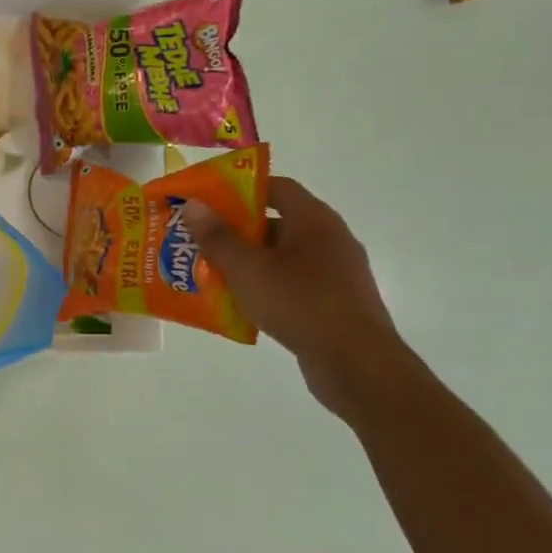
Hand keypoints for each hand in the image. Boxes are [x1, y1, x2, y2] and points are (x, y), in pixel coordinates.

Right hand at [187, 175, 411, 414]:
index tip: (207, 201)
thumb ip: (219, 237)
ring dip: (246, 261)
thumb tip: (194, 205)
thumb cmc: (301, 304)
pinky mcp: (333, 302)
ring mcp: (334, 273)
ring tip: (209, 272)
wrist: (357, 364)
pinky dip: (264, 286)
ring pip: (281, 256)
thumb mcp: (248, 269)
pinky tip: (238, 303)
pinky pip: (291, 283)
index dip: (240, 189)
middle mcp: (329, 239)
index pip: (276, 187)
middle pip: (276, 222)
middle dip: (235, 229)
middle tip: (198, 239)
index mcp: (314, 220)